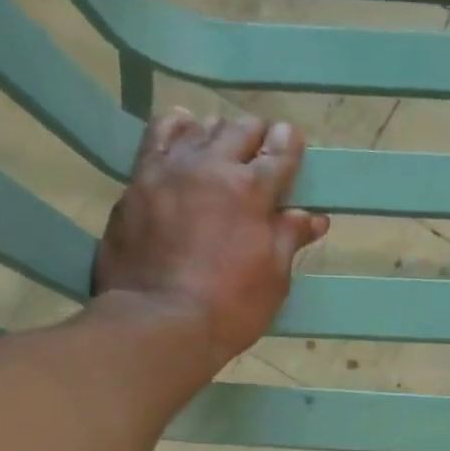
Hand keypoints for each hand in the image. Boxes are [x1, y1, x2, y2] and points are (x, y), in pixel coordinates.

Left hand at [93, 109, 328, 367]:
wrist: (157, 322)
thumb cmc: (228, 308)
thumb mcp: (272, 280)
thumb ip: (289, 239)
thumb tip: (312, 216)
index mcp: (252, 190)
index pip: (278, 153)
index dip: (288, 144)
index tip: (291, 141)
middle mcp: (212, 166)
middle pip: (239, 131)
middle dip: (256, 135)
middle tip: (260, 148)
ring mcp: (170, 170)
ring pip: (199, 128)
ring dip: (218, 131)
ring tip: (223, 141)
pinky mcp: (137, 182)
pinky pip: (157, 138)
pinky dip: (175, 128)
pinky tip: (182, 128)